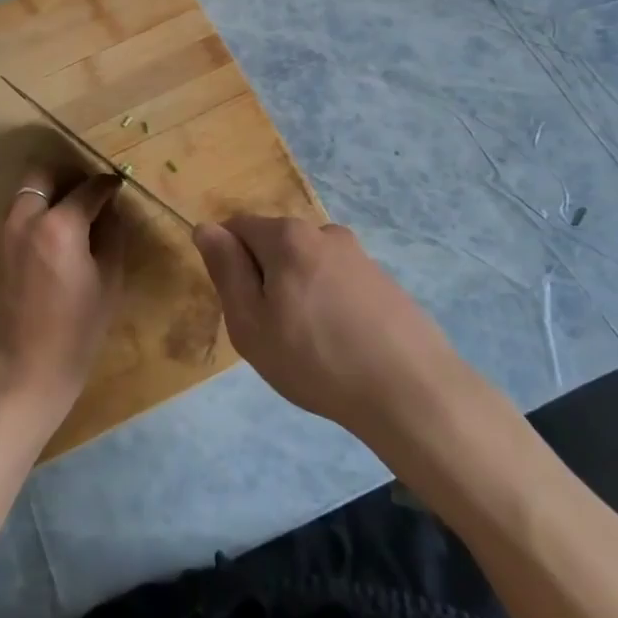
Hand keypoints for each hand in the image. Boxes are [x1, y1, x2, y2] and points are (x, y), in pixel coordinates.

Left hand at [0, 169, 125, 425]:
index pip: (88, 188)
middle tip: (87, 192)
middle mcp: (25, 219)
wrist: (23, 369)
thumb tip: (110, 209)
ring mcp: (2, 234)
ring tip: (70, 216)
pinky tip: (50, 242)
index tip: (116, 186)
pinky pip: (14, 219)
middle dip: (68, 176)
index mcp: (59, 224)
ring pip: (24, 194)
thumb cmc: (77, 329)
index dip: (107, 185)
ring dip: (48, 194)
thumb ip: (111, 234)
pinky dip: (33, 216)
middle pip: (43, 174)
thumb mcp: (109, 280)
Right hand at [193, 216, 456, 433]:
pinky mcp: (383, 280)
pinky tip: (340, 344)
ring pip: (306, 266)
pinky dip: (328, 304)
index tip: (240, 307)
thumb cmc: (315, 358)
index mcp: (287, 235)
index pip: (237, 227)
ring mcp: (358, 255)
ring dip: (297, 293)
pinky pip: (337, 283)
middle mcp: (324, 232)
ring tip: (309, 345)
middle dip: (264, 279)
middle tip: (271, 333)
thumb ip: (226, 269)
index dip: (228, 263)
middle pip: (273, 245)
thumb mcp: (250, 322)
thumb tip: (206, 228)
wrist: (410, 391)